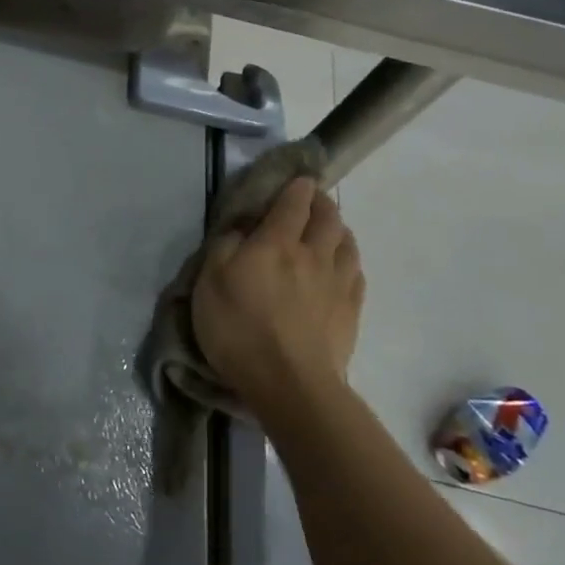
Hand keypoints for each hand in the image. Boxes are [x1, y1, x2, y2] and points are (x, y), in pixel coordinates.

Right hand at [192, 176, 364, 405]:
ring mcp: (338, 283)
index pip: (293, 203)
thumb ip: (224, 247)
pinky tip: (342, 266)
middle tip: (312, 200)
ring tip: (330, 229)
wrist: (290, 384)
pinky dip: (349, 259)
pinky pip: (356, 273)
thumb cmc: (239, 329)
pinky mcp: (351, 311)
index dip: (296, 187)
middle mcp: (313, 254)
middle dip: (321, 202)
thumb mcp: (209, 283)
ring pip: (347, 242)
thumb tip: (240, 228)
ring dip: (339, 229)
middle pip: (328, 217)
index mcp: (276, 243)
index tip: (296, 181)